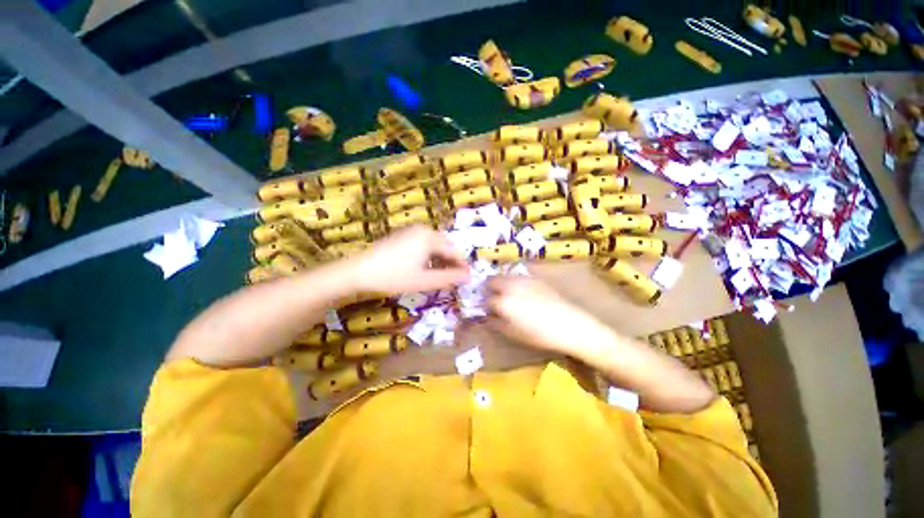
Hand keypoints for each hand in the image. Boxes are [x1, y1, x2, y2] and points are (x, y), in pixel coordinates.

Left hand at [346, 225, 469, 294]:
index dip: (461, 266)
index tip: (467, 279)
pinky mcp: (403, 235)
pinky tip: (425, 268)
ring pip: (434, 245)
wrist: (358, 271)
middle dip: (451, 263)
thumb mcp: (424, 280)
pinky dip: (429, 256)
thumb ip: (449, 278)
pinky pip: (424, 244)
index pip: (454, 251)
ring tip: (439, 276)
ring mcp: (411, 231)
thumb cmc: (393, 276)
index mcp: (430, 238)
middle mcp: (423, 230)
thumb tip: (469, 276)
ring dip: (440, 260)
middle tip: (453, 280)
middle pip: (445, 246)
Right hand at [486, 276, 614, 355]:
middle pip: (491, 280)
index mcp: (503, 302)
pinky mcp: (534, 278)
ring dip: (499, 283)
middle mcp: (510, 286)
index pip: (486, 300)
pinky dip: (512, 282)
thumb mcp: (513, 333)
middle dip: (487, 288)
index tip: (486, 310)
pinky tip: (520, 292)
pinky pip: (517, 276)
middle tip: (492, 298)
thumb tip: (487, 317)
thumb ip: (496, 323)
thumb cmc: (540, 334)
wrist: (569, 325)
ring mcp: (523, 279)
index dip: (484, 306)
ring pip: (504, 275)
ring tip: (505, 294)